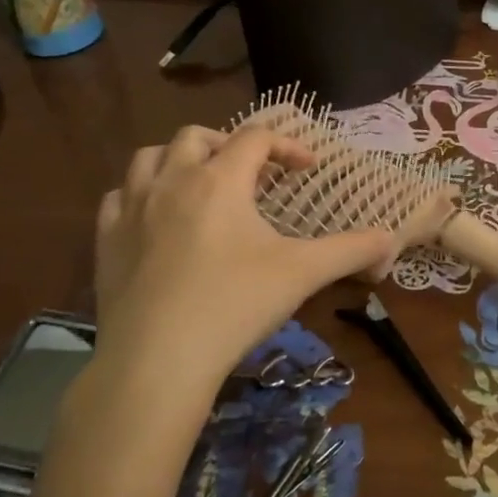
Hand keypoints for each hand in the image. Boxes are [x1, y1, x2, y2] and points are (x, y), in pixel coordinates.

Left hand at [32, 127, 394, 496]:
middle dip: (228, 144)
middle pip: (198, 136)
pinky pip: (118, 197)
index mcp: (222, 180)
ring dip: (179, 159)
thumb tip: (391, 239)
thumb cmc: (235, 305)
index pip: (257, 138)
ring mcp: (133, 209)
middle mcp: (174, 181)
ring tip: (201, 183)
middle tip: (251, 173)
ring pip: (150, 157)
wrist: (157, 360)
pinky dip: (139, 194)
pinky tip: (154, 217)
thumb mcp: (302, 274)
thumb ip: (350, 250)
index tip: (307, 169)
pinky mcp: (106, 241)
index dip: (287, 145)